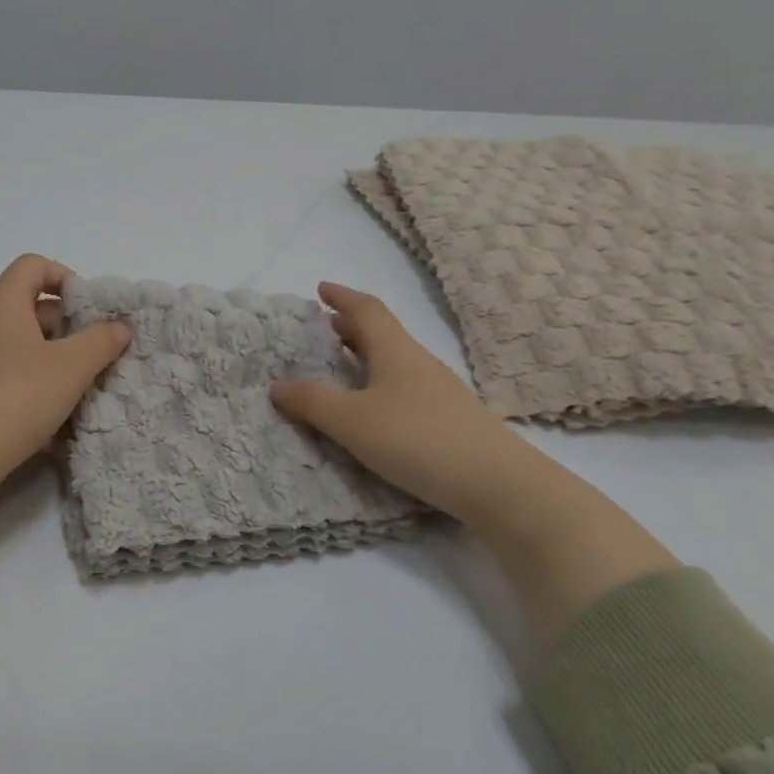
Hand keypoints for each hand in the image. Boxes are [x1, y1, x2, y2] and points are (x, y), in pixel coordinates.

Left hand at [0, 256, 130, 589]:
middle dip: (69, 327)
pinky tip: (57, 418)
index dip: (66, 277)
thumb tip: (119, 327)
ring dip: (57, 362)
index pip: (33, 266)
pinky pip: (12, 376)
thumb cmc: (15, 397)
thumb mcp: (70, 367)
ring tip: (83, 389)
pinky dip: (37, 387)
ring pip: (25, 347)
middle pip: (32, 307)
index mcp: (3, 305)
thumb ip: (101, 341)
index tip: (91, 310)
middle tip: (97, 354)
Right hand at [272, 282, 678, 642]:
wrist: (496, 484)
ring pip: (396, 361)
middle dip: (351, 326)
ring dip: (366, 355)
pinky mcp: (450, 420)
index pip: (367, 310)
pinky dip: (380, 383)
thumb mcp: (351, 421)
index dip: (342, 297)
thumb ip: (311, 402)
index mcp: (395, 352)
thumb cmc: (416, 440)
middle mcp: (419, 364)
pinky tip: (374, 407)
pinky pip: (406, 387)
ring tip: (342, 365)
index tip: (320, 289)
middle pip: (383, 333)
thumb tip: (277, 384)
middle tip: (324, 327)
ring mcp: (439, 392)